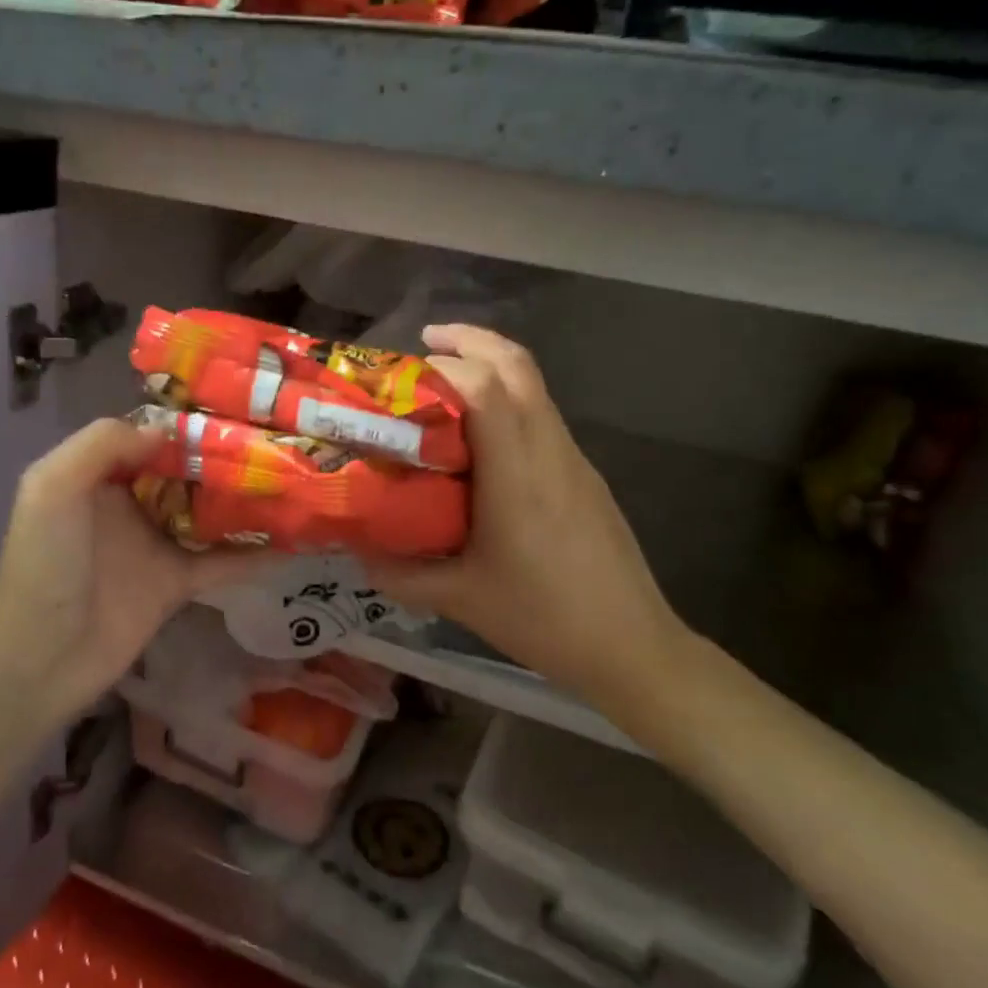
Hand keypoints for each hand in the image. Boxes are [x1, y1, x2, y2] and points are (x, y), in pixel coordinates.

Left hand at [0, 418, 269, 725]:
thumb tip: (168, 433)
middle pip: (186, 471)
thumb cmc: (45, 563)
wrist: (44, 654)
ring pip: (209, 512)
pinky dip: (254, 554)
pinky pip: (221, 562)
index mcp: (100, 476)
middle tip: (276, 441)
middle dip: (225, 456)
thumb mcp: (53, 486)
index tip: (234, 410)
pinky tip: (293, 541)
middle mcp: (132, 504)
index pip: (149, 437)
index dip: (186, 423)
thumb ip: (102, 445)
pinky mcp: (177, 583)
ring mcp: (157, 544)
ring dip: (244, 499)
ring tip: (292, 478)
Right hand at [366, 326, 687, 710]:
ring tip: (447, 381)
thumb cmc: (543, 617)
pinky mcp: (583, 474)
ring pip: (535, 387)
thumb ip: (401, 574)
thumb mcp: (460, 599)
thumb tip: (356, 553)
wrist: (630, 645)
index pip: (486, 389)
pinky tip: (482, 436)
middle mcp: (549, 450)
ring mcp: (573, 459)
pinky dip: (509, 400)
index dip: (444, 366)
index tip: (403, 370)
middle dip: (473, 341)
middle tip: (427, 343)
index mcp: (517, 474)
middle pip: (518, 367)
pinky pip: (543, 415)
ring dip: (493, 367)